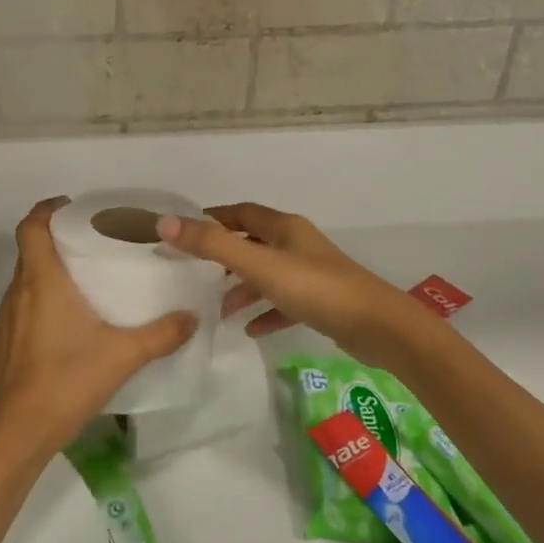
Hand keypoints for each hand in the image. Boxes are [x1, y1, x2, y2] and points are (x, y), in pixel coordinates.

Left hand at [0, 198, 197, 456]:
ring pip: (24, 281)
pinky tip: (66, 326)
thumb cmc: (68, 381)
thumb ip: (162, 334)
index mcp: (42, 282)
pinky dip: (39, 302)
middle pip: (29, 251)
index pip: (32, 226)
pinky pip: (20, 308)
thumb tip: (192, 317)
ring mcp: (5, 320)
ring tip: (83, 284)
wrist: (19, 432)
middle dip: (56, 240)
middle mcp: (18, 293)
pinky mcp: (2, 345)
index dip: (47, 209)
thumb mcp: (123, 355)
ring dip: (47, 273)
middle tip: (91, 244)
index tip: (71, 206)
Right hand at [157, 202, 425, 366]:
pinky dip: (265, 312)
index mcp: (284, 228)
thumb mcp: (259, 265)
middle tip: (195, 272)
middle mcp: (297, 245)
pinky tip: (250, 330)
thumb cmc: (316, 289)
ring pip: (267, 275)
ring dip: (242, 289)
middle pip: (253, 242)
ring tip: (218, 308)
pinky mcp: (321, 302)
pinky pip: (284, 303)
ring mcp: (311, 273)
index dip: (213, 218)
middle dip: (224, 256)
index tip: (184, 231)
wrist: (379, 327)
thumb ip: (212, 245)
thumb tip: (164, 222)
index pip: (241, 213)